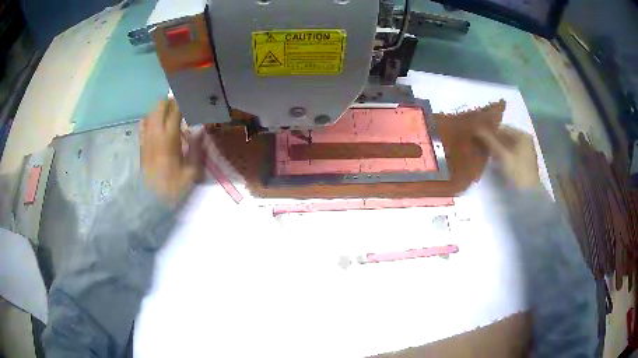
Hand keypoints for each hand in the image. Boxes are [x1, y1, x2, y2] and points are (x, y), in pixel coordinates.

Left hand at [140, 99, 203, 203]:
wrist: (150, 199)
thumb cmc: (172, 187)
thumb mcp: (191, 171)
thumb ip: (196, 149)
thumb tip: (199, 132)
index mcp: (169, 137)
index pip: (175, 110)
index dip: (183, 102)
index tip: (191, 101)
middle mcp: (155, 132)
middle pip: (160, 105)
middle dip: (170, 102)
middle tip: (181, 106)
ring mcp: (146, 137)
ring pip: (151, 112)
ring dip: (161, 109)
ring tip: (170, 115)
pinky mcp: (141, 144)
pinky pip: (144, 123)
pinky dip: (151, 119)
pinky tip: (157, 124)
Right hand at [475, 126, 540, 189]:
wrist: (528, 196)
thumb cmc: (517, 172)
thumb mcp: (502, 155)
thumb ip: (489, 140)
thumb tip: (475, 128)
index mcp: (523, 135)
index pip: (502, 128)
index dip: (489, 130)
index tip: (476, 135)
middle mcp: (525, 141)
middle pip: (504, 136)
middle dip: (492, 140)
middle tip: (477, 143)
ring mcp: (524, 152)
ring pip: (506, 146)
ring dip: (495, 148)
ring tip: (482, 151)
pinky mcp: (521, 163)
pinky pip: (508, 154)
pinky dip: (500, 155)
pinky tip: (492, 159)